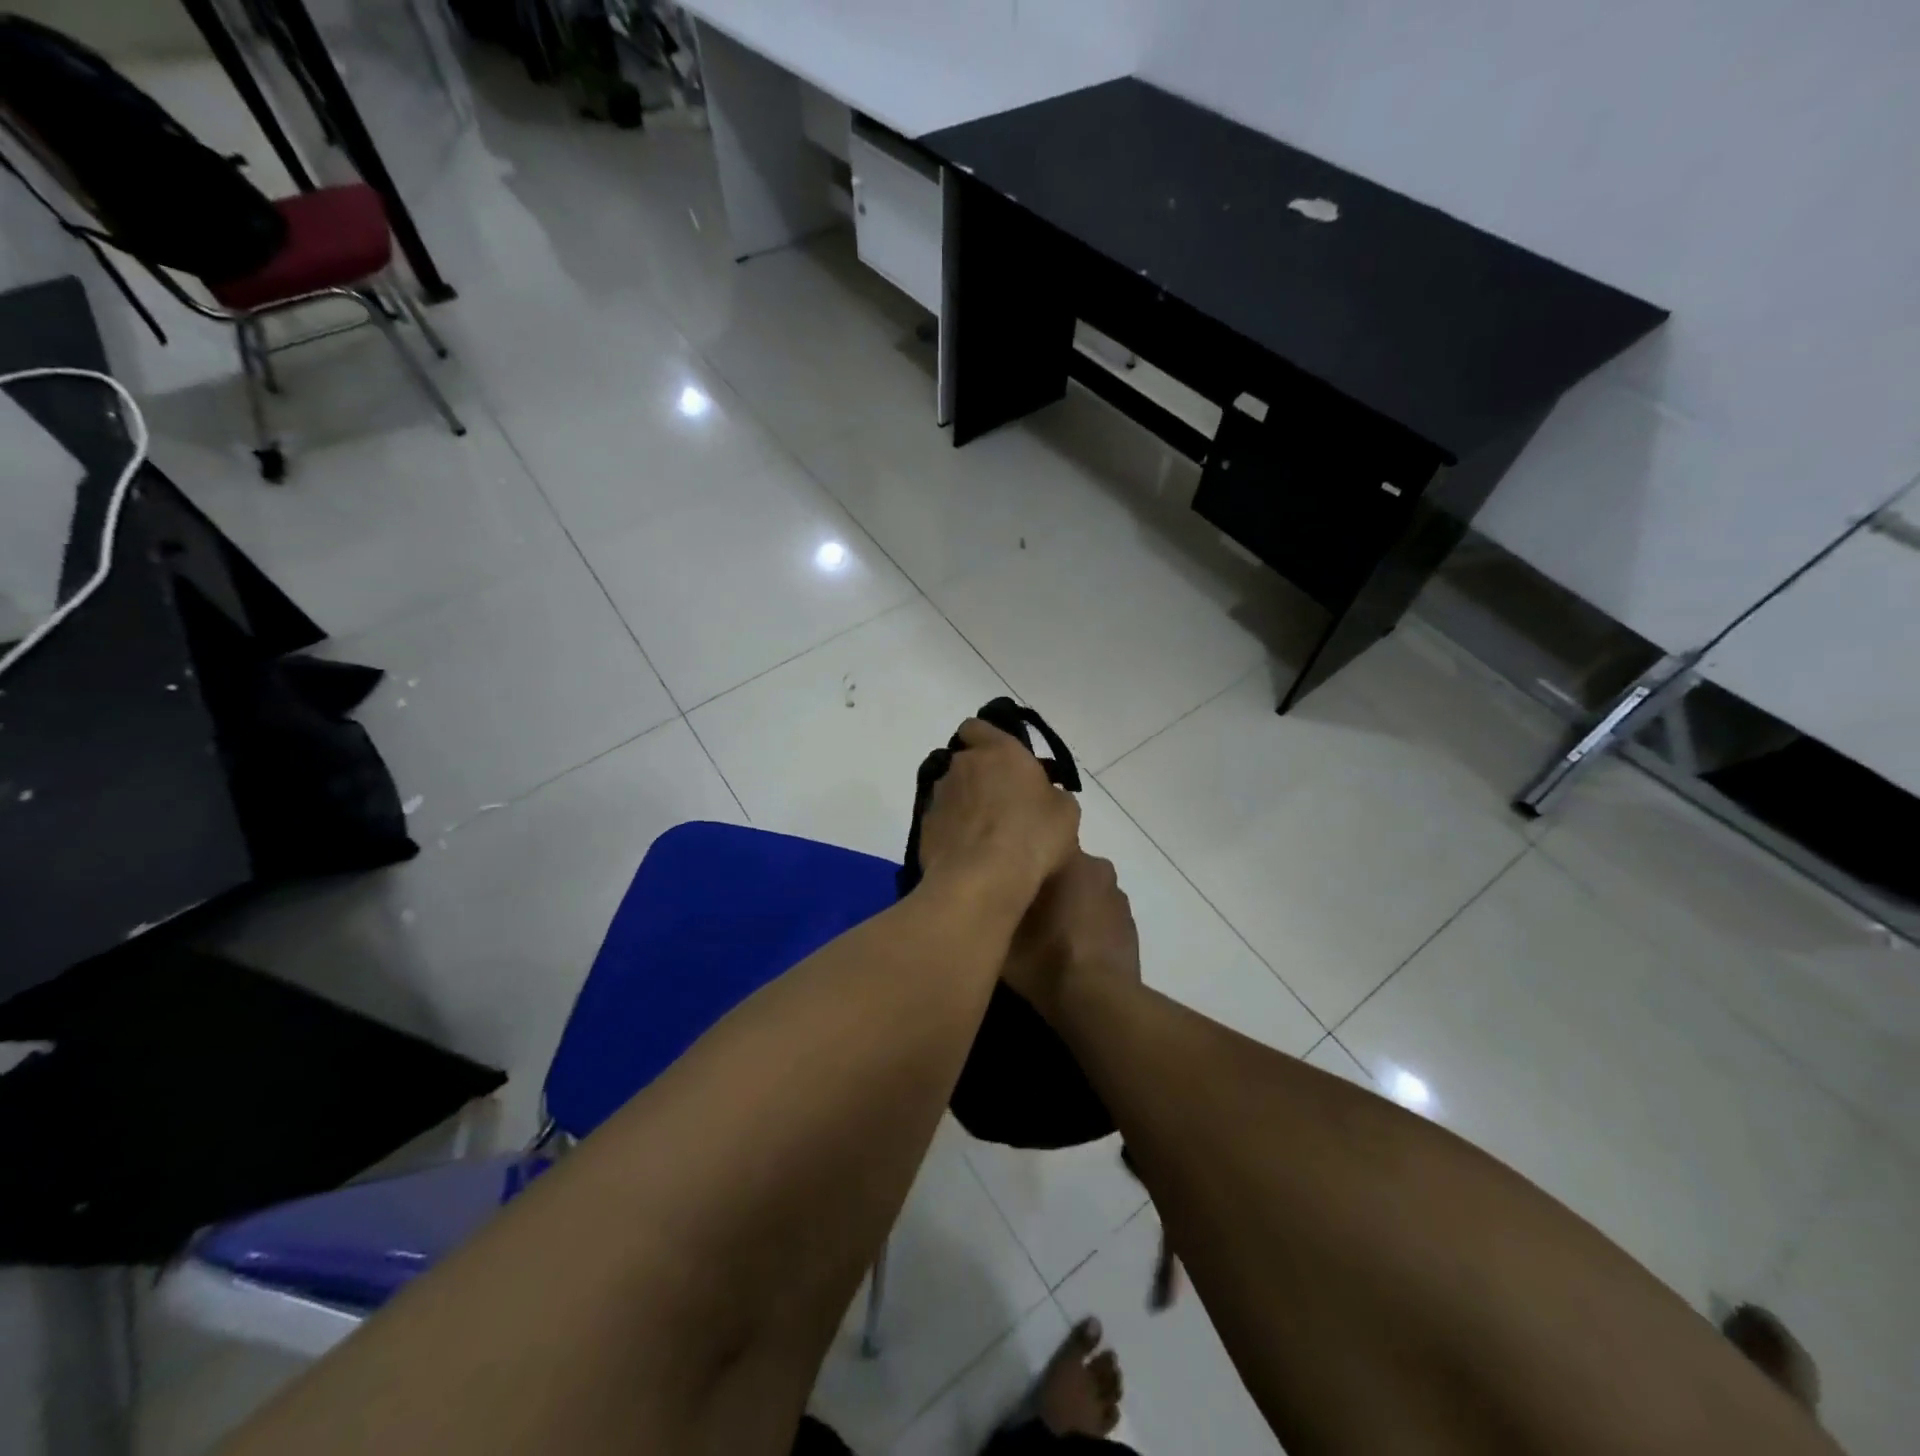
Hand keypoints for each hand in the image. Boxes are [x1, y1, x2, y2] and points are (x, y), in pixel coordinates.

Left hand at [917, 718, 1080, 905]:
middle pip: (965, 762)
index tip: (1000, 758)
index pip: (977, 727)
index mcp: (998, 751)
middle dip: (979, 776)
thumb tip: (1042, 796)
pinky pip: (942, 821)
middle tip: (1002, 802)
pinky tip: (970, 854)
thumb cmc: (1034, 835)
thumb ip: (1051, 794)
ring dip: (965, 804)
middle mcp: (962, 765)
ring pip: (951, 791)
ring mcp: (939, 795)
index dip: (984, 738)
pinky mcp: (925, 826)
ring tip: (985, 834)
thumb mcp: (1065, 812)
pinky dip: (953, 831)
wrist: (983, 878)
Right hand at [1002, 852, 1140, 1023]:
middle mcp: (1098, 867)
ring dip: (1069, 900)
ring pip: (1083, 888)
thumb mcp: (1004, 932)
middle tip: (1023, 904)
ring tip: (1047, 929)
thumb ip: (997, 900)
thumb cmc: (1046, 958)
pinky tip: (1071, 945)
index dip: (1022, 855)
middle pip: (1063, 865)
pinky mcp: (1129, 923)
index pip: (1042, 839)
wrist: (1099, 1001)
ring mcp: (1117, 896)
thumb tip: (989, 885)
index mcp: (1070, 858)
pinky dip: (1086, 922)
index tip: (1007, 872)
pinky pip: (1099, 912)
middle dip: (1046, 879)